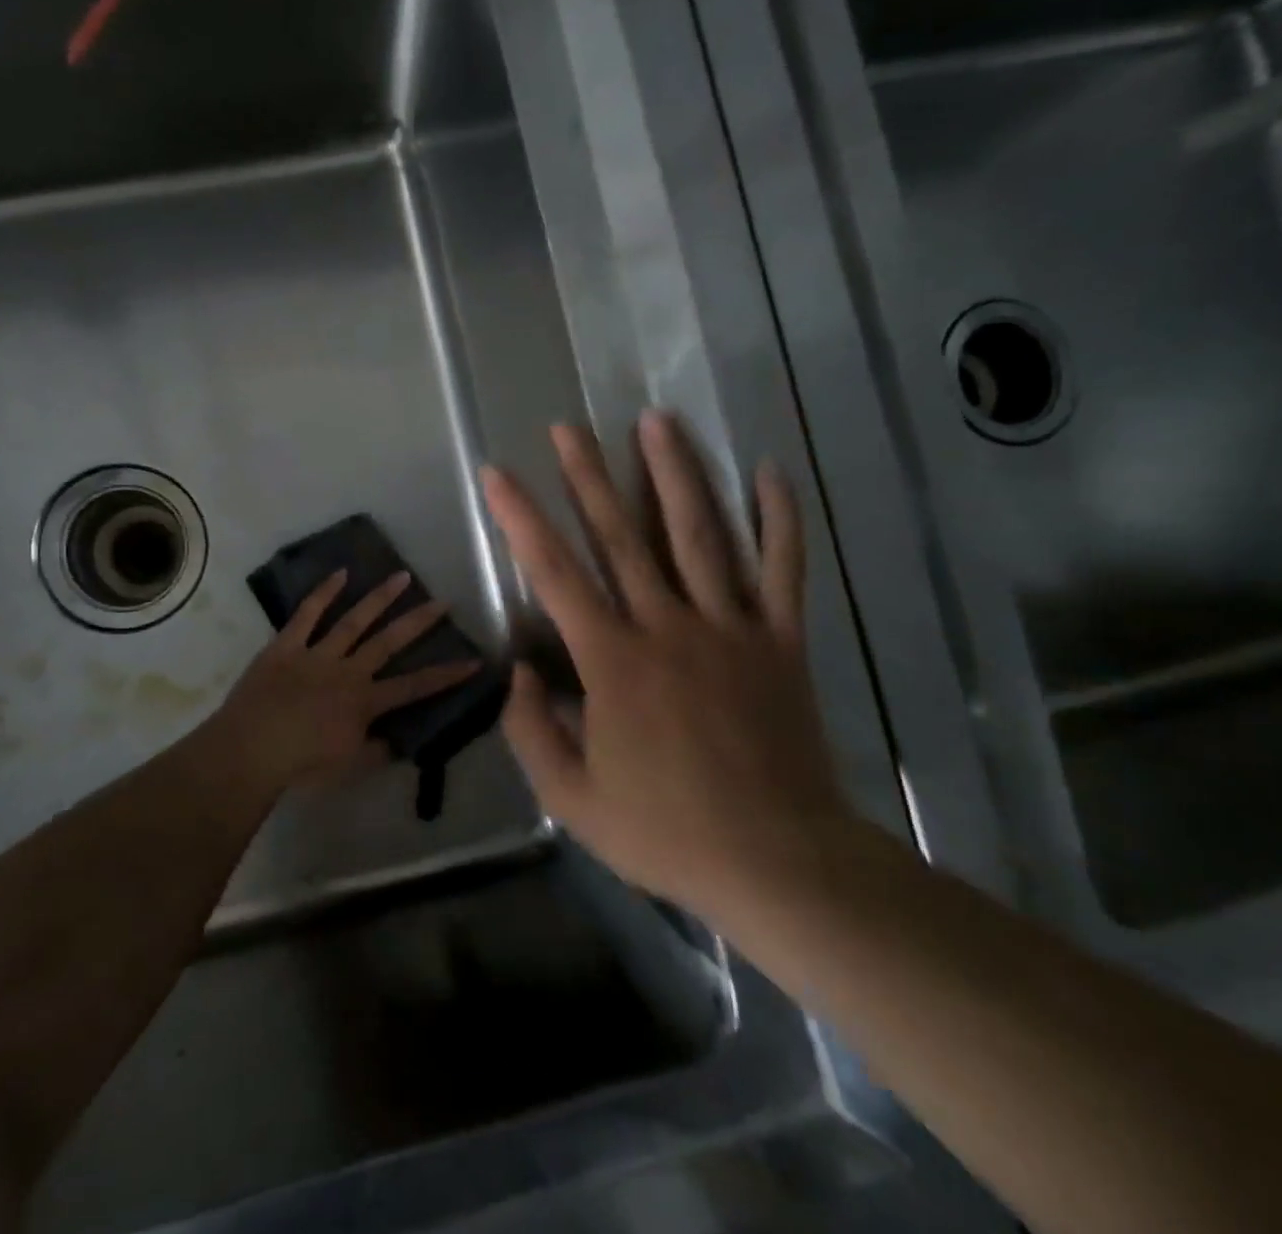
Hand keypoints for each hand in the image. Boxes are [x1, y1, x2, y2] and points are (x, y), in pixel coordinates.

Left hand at [208, 570, 480, 792]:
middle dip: (419, 621)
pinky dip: (323, 593)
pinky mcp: (287, 646)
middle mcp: (348, 670)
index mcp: (365, 701)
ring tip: (402, 576)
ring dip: (380, 598)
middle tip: (442, 601)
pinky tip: (340, 574)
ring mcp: (317, 654)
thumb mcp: (348, 767)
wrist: (250, 750)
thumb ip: (377, 750)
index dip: (446, 675)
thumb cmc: (301, 765)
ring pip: (355, 620)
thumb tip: (398, 739)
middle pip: (389, 642)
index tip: (474, 660)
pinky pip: (307, 615)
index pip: (415, 687)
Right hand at [479, 411, 851, 918]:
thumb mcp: (571, 799)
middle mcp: (668, 626)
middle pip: (622, 536)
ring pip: (700, 534)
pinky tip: (770, 471)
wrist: (777, 861)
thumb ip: (531, 730)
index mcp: (613, 661)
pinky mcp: (781, 640)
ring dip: (675, 473)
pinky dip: (779, 518)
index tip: (498, 474)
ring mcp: (731, 627)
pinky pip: (783, 568)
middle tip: (569, 428)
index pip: (555, 574)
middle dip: (590, 476)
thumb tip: (520, 672)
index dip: (520, 519)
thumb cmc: (667, 831)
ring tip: (657, 420)